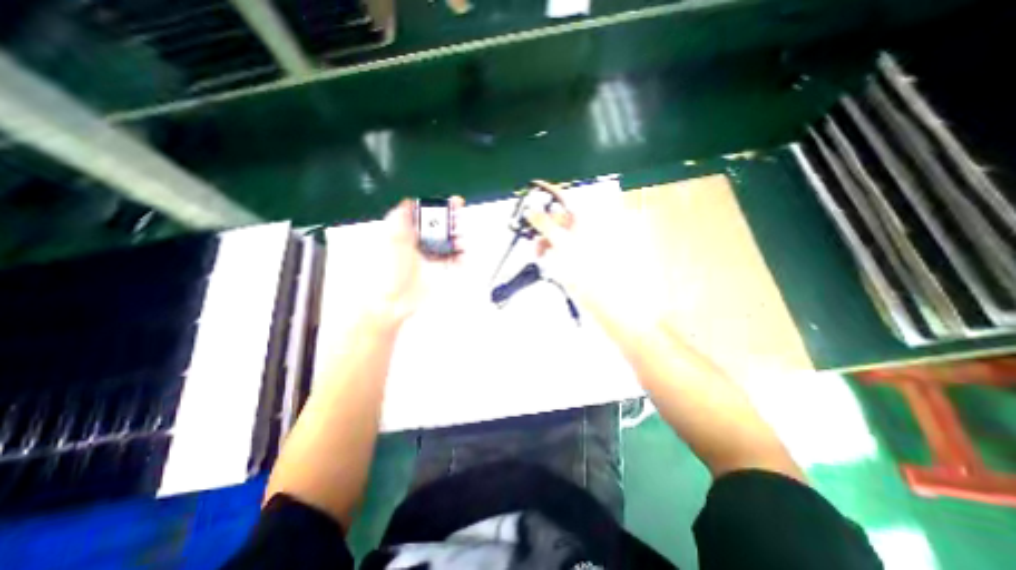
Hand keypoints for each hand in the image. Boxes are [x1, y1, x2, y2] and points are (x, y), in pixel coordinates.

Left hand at [335, 196, 462, 326]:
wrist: (392, 300)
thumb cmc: (386, 271)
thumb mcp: (391, 241)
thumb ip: (400, 219)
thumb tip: (407, 201)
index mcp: (409, 231)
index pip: (428, 214)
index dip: (441, 207)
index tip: (454, 202)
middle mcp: (422, 241)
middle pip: (443, 225)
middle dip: (454, 222)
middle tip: (459, 222)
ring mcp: (432, 255)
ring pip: (451, 241)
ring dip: (459, 239)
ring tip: (460, 241)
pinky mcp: (440, 268)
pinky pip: (455, 259)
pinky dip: (461, 257)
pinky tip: (462, 257)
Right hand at [524, 181, 668, 330]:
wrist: (610, 305)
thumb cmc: (591, 274)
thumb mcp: (564, 246)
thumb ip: (546, 225)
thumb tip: (531, 210)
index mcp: (587, 220)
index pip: (565, 198)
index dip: (548, 192)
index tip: (531, 188)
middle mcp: (586, 229)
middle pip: (559, 217)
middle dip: (543, 223)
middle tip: (530, 234)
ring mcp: (583, 245)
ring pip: (558, 234)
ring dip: (545, 239)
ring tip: (538, 252)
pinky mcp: (580, 259)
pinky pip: (561, 249)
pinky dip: (552, 251)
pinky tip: (547, 259)